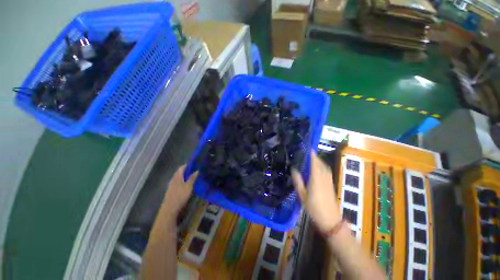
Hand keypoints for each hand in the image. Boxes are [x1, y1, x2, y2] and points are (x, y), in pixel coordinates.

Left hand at [162, 165, 197, 215]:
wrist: (169, 208)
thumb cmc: (180, 195)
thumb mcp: (189, 186)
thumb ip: (192, 178)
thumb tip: (197, 170)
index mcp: (177, 177)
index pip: (181, 168)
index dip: (187, 165)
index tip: (194, 164)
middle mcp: (173, 180)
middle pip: (179, 173)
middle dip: (186, 171)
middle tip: (194, 170)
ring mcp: (171, 186)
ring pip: (178, 178)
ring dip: (184, 176)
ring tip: (191, 177)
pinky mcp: (171, 191)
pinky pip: (177, 183)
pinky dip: (182, 181)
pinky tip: (186, 185)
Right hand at [291, 151, 340, 232]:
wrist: (331, 220)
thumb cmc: (314, 208)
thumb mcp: (302, 195)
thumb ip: (298, 181)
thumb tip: (294, 170)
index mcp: (316, 178)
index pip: (314, 163)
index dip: (312, 155)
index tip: (308, 148)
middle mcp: (324, 177)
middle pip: (321, 163)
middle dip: (315, 157)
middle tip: (307, 154)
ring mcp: (329, 181)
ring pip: (325, 167)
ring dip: (319, 161)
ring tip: (312, 159)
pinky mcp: (331, 185)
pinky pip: (327, 171)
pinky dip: (322, 167)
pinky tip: (318, 169)